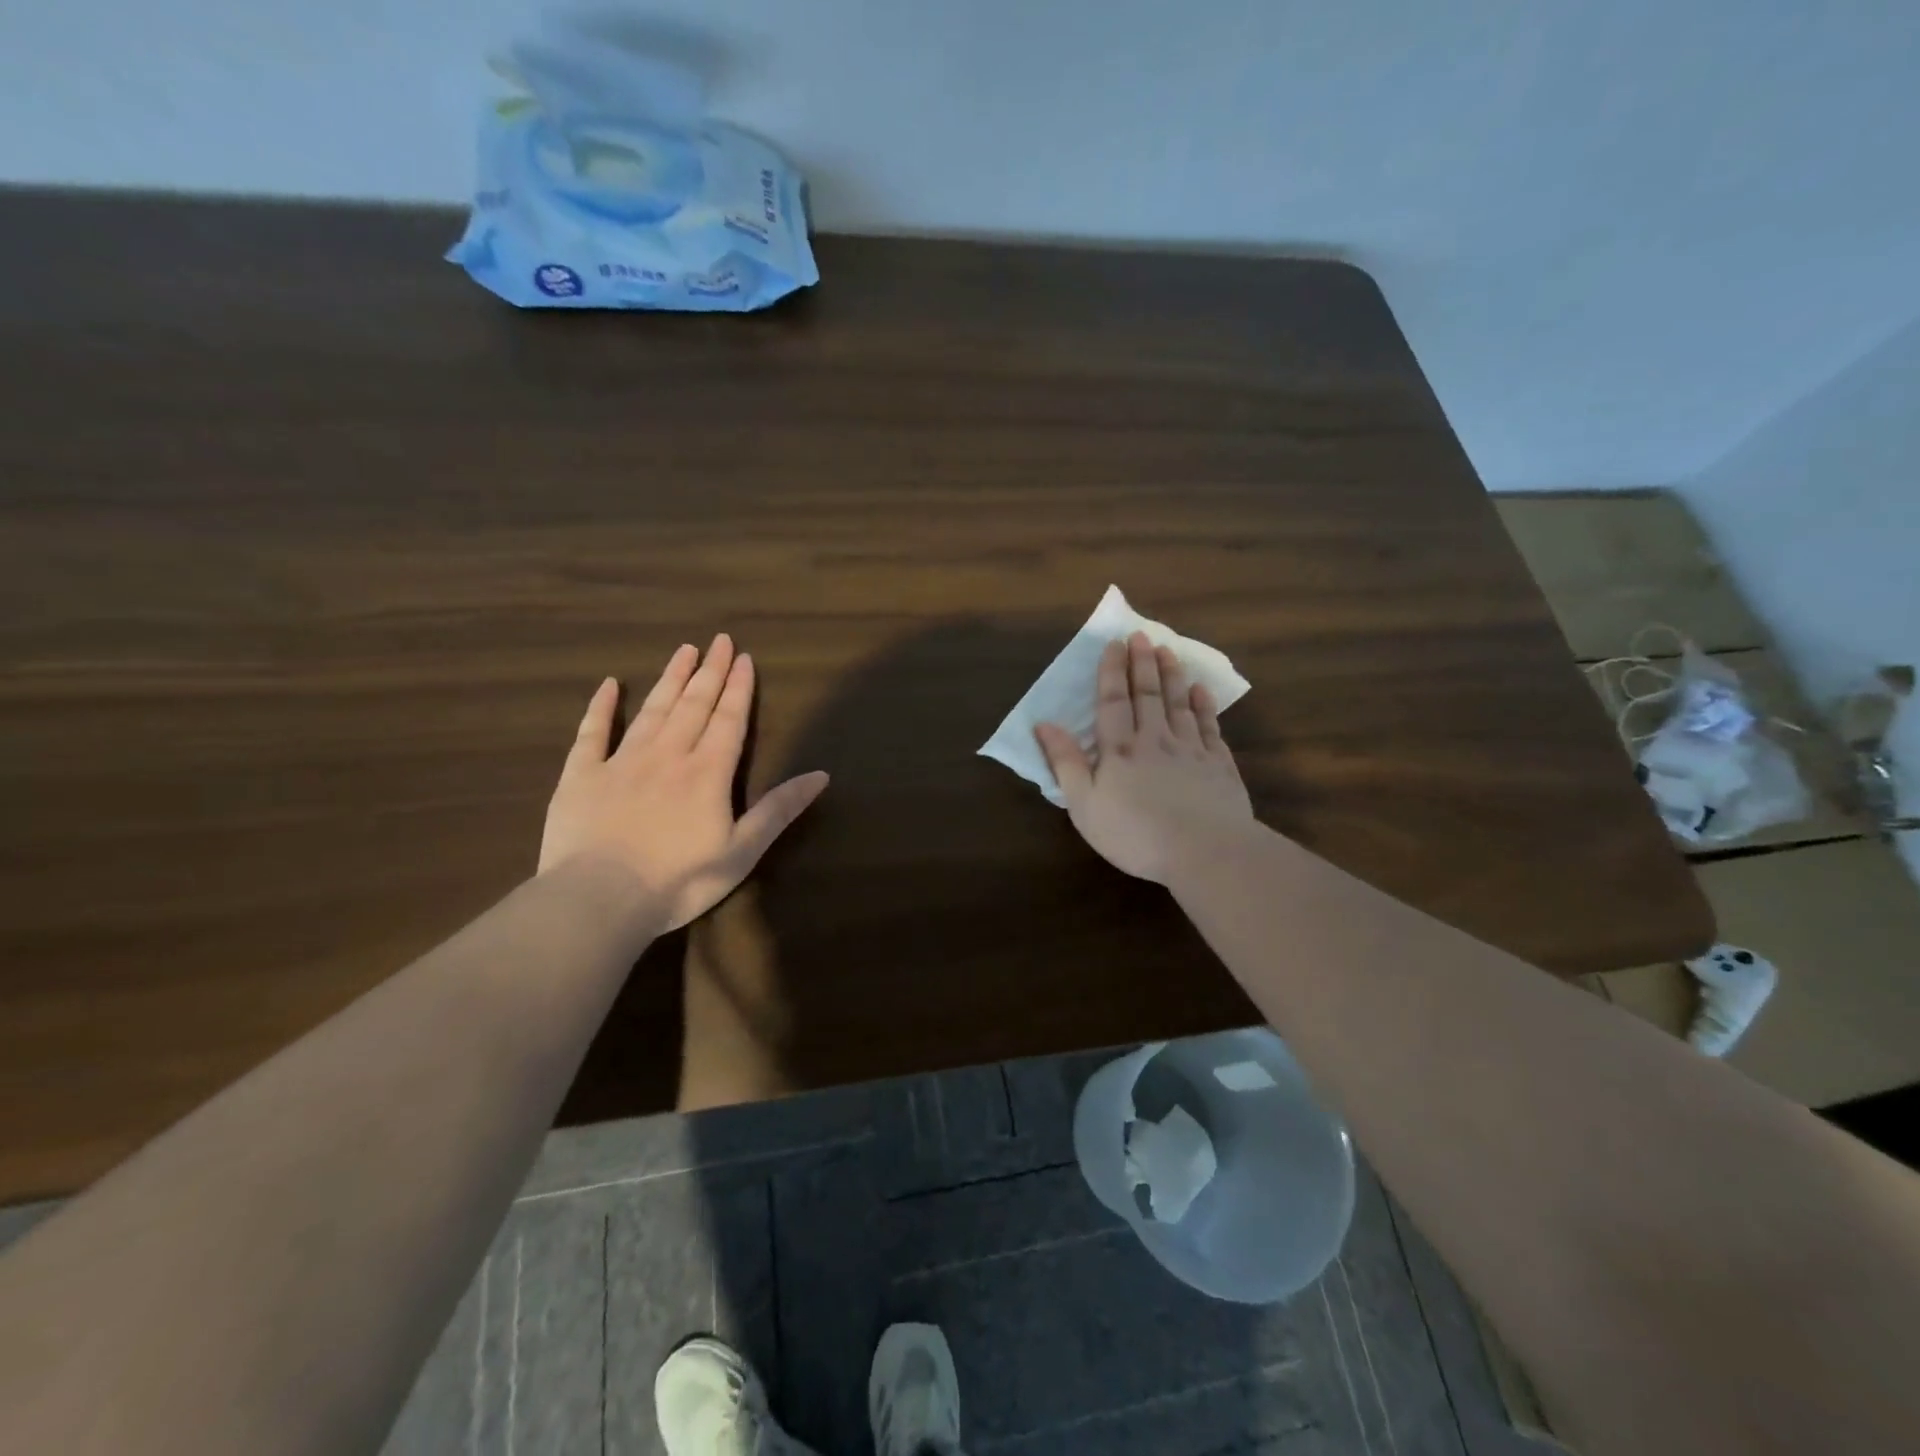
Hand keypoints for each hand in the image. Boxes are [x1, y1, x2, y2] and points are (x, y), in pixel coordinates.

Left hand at [538, 635, 828, 929]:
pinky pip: (592, 733)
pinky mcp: (581, 776)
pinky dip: (601, 707)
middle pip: (693, 705)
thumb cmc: (680, 881)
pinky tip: (610, 685)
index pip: (728, 720)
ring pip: (652, 710)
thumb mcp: (742, 851)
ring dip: (670, 679)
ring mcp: (621, 762)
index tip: (744, 658)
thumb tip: (821, 775)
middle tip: (720, 640)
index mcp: (707, 772)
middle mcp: (668, 755)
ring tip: (684, 650)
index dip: (738, 689)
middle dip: (710, 672)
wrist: (599, 900)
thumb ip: (779, 810)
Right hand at [1034, 632, 1252, 883]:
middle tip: (1142, 636)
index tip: (1114, 644)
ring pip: (1179, 703)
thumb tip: (1044, 724)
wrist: (1205, 851)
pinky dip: (1204, 705)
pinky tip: (1201, 690)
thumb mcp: (1085, 805)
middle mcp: (1156, 740)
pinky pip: (1209, 726)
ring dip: (1172, 675)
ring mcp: (1191, 750)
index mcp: (1120, 749)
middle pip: (1148, 694)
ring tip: (1168, 651)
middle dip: (1143, 663)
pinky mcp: (1219, 766)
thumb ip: (1066, 763)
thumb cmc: (1135, 833)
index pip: (1113, 701)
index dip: (1112, 671)